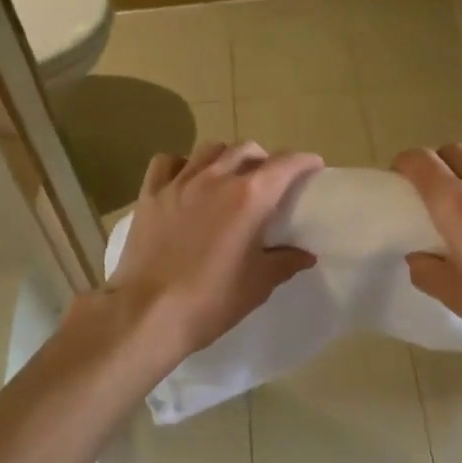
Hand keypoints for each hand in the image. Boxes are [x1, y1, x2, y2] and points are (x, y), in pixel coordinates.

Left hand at [104, 141, 322, 362]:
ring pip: (209, 149)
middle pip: (247, 149)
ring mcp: (180, 182)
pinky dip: (181, 164)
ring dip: (226, 156)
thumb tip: (306, 255)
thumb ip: (284, 262)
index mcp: (250, 197)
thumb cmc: (210, 300)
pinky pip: (167, 162)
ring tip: (229, 175)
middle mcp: (217, 178)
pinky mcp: (151, 194)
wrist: (147, 313)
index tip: (313, 165)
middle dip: (264, 159)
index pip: (285, 164)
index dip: (304, 161)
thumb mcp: (258, 285)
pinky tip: (185, 179)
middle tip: (269, 179)